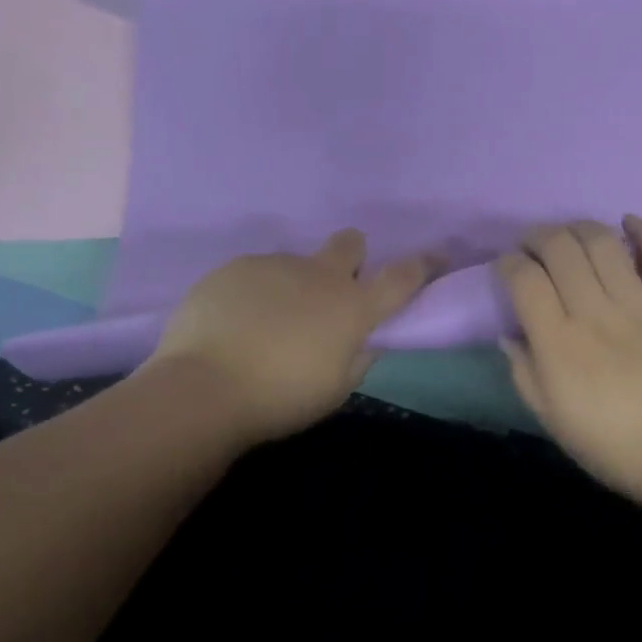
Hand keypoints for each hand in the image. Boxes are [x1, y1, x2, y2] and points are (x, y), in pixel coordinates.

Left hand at [143, 229, 438, 447]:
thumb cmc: (281, 398)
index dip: (425, 264)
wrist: (203, 388)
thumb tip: (366, 339)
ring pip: (295, 264)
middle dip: (351, 256)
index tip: (438, 256)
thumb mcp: (336, 389)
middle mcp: (319, 275)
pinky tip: (233, 324)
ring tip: (264, 325)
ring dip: (293, 286)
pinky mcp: (234, 267)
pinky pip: (255, 274)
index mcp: (352, 306)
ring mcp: (275, 265)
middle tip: (332, 290)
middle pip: (349, 243)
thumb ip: (358, 357)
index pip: (403, 276)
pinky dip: (254, 294)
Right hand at [497, 217, 641, 504]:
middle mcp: (594, 313)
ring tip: (571, 234)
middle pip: (559, 249)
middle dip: (537, 236)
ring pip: (602, 242)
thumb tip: (510, 333)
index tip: (508, 267)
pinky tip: (628, 222)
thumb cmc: (612, 445)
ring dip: (579, 227)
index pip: (524, 280)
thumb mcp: (552, 420)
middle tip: (533, 245)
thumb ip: (524, 373)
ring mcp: (639, 304)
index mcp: (558, 344)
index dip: (508, 263)